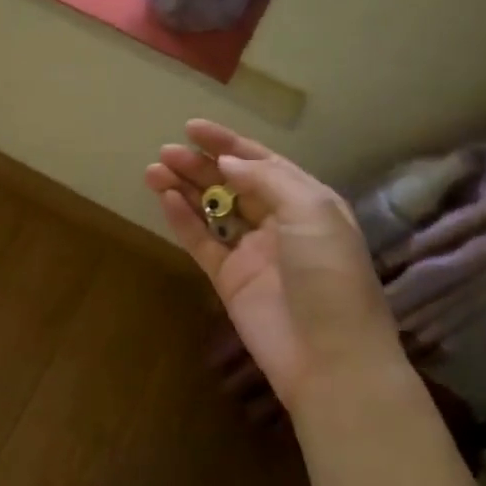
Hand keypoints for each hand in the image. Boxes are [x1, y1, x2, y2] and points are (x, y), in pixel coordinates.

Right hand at [146, 119, 403, 410]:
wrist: (330, 358)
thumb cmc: (330, 276)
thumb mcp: (312, 213)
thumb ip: (267, 180)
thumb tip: (228, 163)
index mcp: (307, 203)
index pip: (263, 163)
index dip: (228, 144)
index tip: (192, 128)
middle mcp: (279, 223)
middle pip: (233, 184)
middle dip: (201, 164)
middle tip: (166, 151)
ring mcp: (252, 252)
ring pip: (212, 210)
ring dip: (186, 187)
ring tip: (154, 169)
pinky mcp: (229, 280)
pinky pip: (202, 242)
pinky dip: (183, 220)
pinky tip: (166, 199)